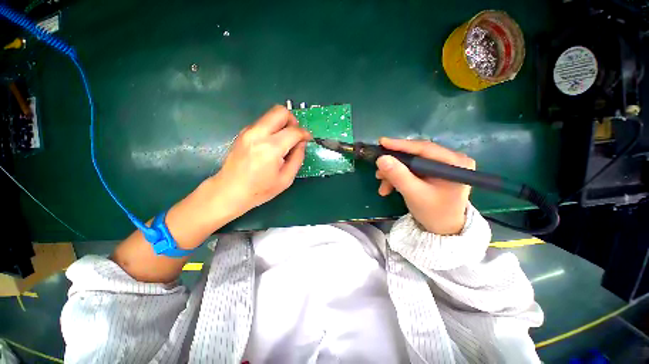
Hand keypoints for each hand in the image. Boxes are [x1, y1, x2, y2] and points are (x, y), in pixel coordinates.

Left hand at [211, 105, 310, 216]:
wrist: (229, 191)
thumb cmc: (259, 190)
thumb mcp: (286, 179)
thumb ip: (297, 158)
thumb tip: (302, 143)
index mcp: (271, 148)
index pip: (294, 131)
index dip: (305, 134)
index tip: (308, 139)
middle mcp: (258, 134)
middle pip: (280, 111)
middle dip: (293, 120)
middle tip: (295, 135)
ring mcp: (248, 131)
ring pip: (270, 114)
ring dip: (282, 124)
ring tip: (284, 141)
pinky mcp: (243, 133)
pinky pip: (262, 122)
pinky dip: (272, 128)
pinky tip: (272, 144)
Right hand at [375, 138, 474, 234]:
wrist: (443, 230)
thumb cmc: (434, 213)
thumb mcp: (414, 194)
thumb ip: (398, 176)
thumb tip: (381, 158)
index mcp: (455, 162)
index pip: (424, 148)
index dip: (401, 145)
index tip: (381, 142)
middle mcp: (450, 159)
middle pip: (415, 155)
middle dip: (394, 166)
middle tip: (378, 173)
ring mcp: (441, 165)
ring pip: (410, 164)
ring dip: (393, 174)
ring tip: (383, 187)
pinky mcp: (432, 172)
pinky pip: (411, 170)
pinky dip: (398, 178)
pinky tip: (388, 188)